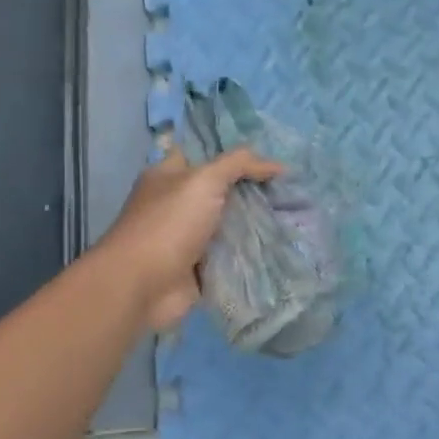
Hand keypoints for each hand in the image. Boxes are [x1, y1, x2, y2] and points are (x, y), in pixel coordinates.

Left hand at [103, 147, 281, 326]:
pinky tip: (280, 244)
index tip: (270, 156)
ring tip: (294, 214)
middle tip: (289, 188)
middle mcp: (177, 204)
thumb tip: (279, 164)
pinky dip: (252, 252)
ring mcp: (189, 237)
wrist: (144, 285)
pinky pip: (232, 254)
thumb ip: (240, 165)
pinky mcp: (200, 266)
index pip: (204, 155)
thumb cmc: (169, 224)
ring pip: (230, 223)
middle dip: (253, 190)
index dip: (234, 154)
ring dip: (256, 222)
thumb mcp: (205, 180)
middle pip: (222, 191)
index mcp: (169, 177)